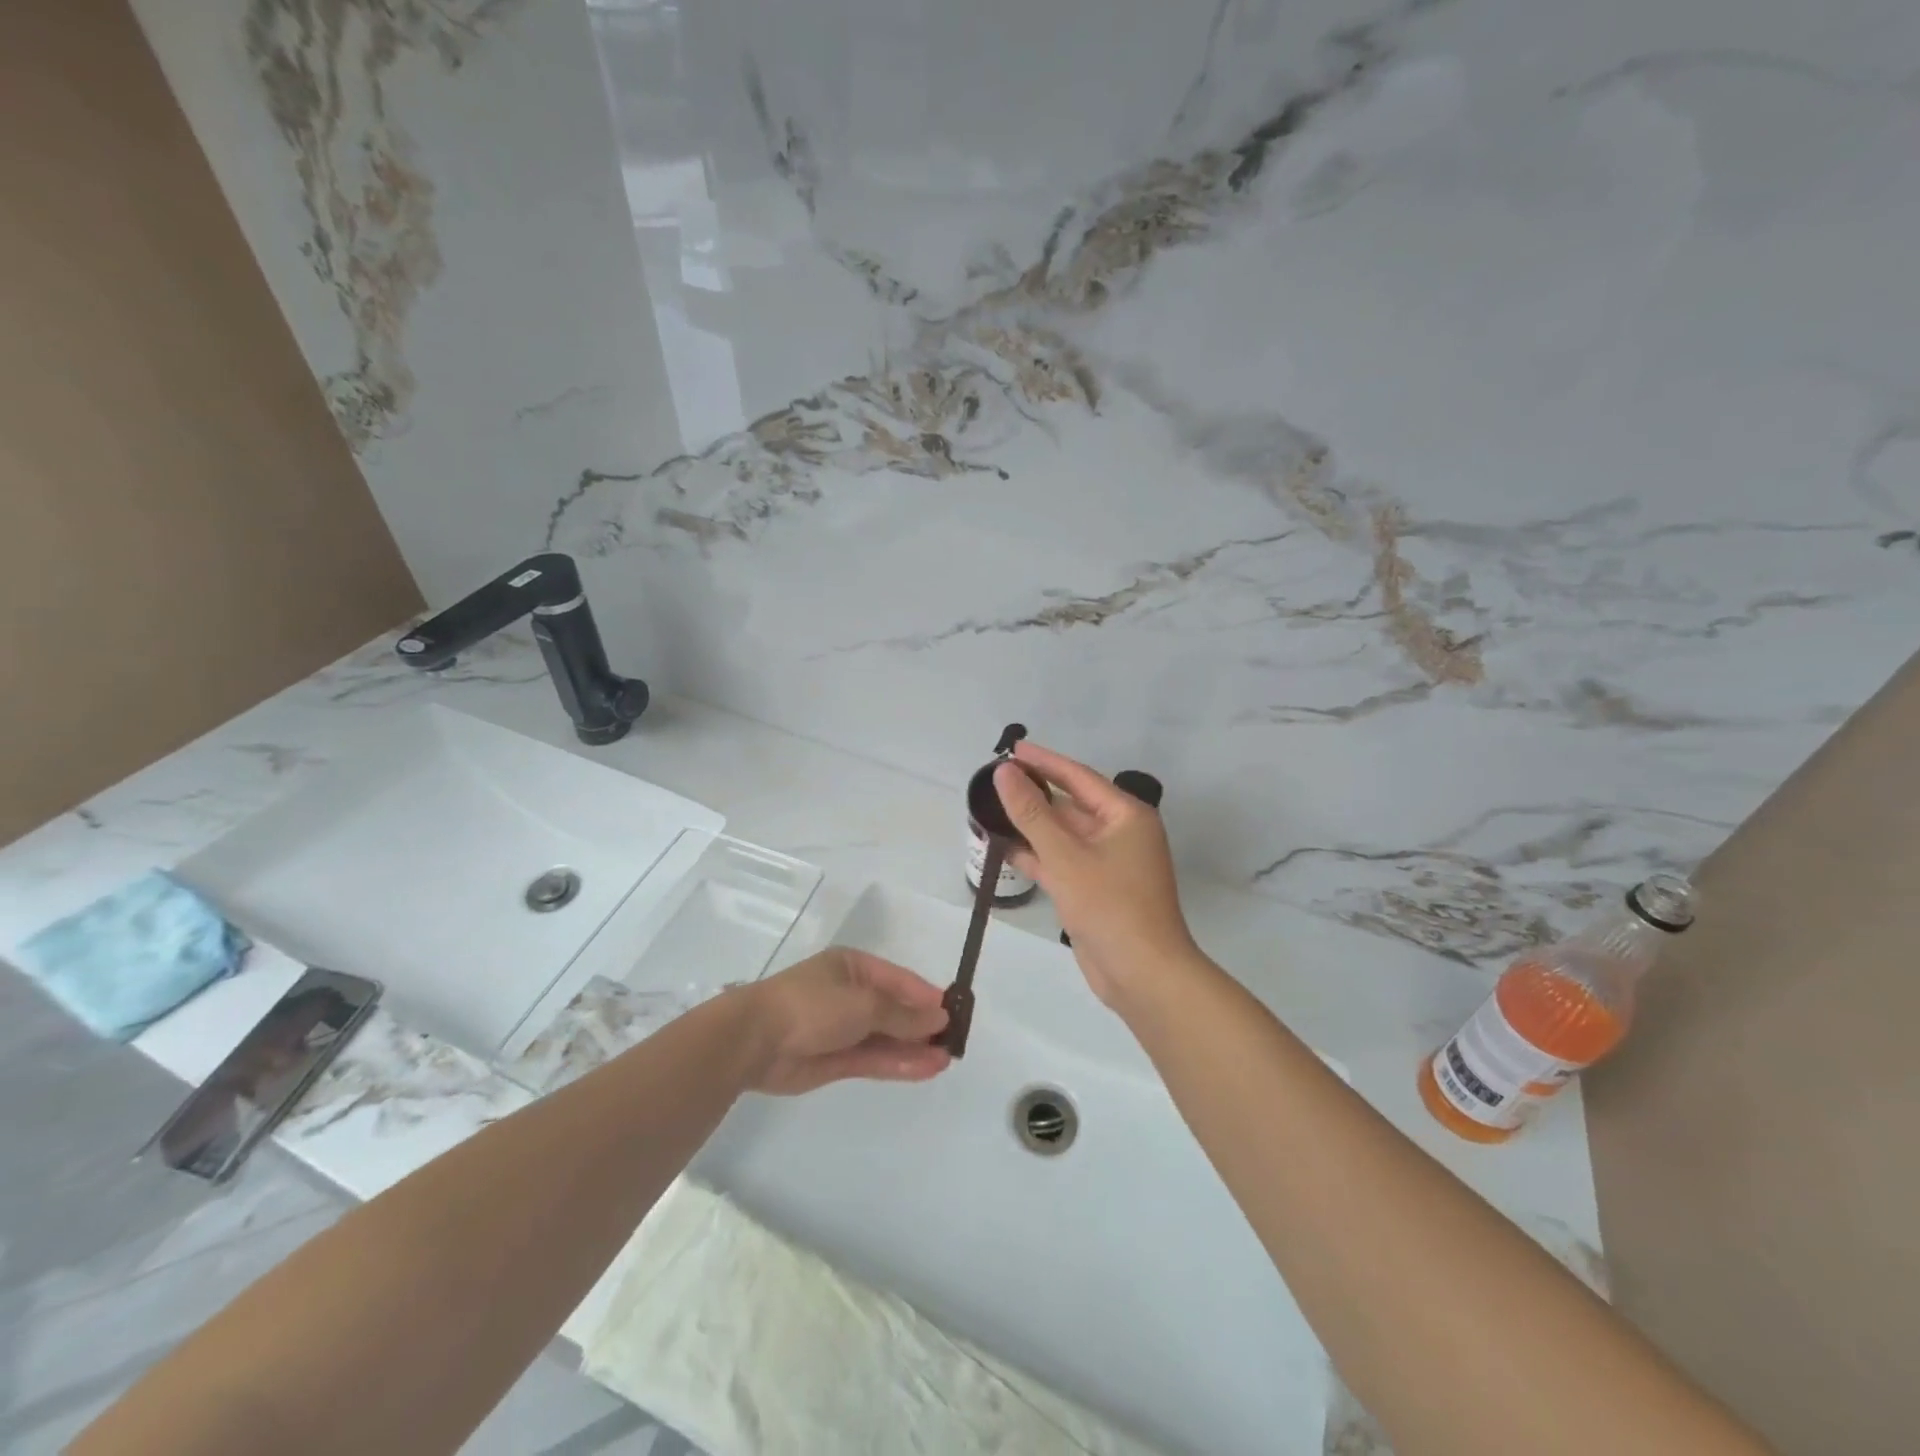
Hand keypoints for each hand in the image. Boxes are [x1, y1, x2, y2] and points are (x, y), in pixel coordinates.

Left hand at [739, 947, 951, 1094]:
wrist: (756, 1040)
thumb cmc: (812, 1005)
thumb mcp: (864, 1003)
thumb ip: (903, 1015)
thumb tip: (939, 1016)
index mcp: (854, 968)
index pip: (900, 980)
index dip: (927, 996)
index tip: (955, 1012)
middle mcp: (850, 995)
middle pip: (894, 1010)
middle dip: (923, 1025)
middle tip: (955, 1041)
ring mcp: (842, 1029)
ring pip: (886, 1038)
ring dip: (915, 1047)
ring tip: (947, 1058)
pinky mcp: (835, 1060)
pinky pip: (873, 1059)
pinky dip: (898, 1063)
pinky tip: (926, 1068)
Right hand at [995, 743, 1204, 1008]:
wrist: (1143, 975)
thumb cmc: (1109, 906)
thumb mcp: (1065, 855)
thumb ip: (1031, 812)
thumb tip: (1005, 772)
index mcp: (1125, 816)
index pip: (1078, 777)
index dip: (1044, 761)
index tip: (1012, 749)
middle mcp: (1120, 834)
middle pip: (1071, 805)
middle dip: (1035, 795)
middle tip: (995, 782)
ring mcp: (1109, 864)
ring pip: (1064, 836)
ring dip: (1032, 827)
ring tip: (993, 812)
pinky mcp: (1096, 891)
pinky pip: (1063, 863)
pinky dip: (1038, 857)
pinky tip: (1007, 850)